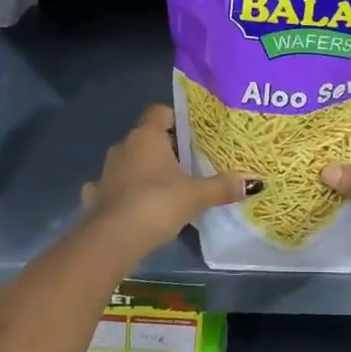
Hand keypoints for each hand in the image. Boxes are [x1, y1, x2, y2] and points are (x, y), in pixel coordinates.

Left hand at [80, 104, 256, 251]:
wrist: (111, 240)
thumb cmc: (156, 204)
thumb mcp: (195, 196)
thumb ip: (222, 186)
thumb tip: (255, 182)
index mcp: (146, 136)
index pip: (159, 111)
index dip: (176, 119)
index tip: (194, 135)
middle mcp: (123, 146)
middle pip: (147, 137)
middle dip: (166, 148)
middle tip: (190, 164)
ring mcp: (106, 171)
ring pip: (129, 161)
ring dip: (144, 170)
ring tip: (167, 187)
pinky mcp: (95, 196)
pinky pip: (113, 187)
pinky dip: (123, 193)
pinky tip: (135, 207)